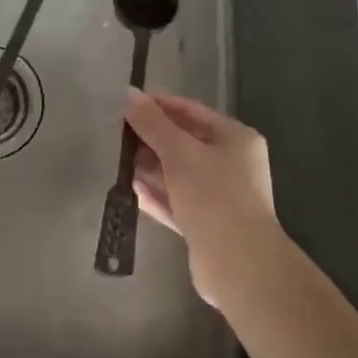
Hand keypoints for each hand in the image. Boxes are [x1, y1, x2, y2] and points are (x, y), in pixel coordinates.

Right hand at [124, 89, 281, 308]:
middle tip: (119, 135)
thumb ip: (153, 124)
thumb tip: (129, 93)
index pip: (193, 111)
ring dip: (153, 168)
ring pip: (181, 175)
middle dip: (153, 139)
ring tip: (121, 161)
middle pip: (187, 143)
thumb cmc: (213, 195)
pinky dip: (158, 195)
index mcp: (236, 139)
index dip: (160, 105)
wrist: (238, 264)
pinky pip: (178, 202)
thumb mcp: (179, 152)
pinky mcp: (208, 226)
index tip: (129, 103)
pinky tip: (132, 190)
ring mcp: (222, 197)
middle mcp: (233, 164)